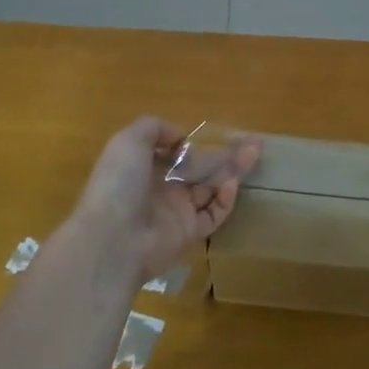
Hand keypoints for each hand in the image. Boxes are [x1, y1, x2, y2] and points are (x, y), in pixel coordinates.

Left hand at [69, 118, 261, 284]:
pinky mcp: (190, 233)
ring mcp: (176, 212)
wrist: (113, 239)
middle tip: (253, 142)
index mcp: (144, 167)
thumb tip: (180, 136)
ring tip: (255, 153)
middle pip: (200, 168)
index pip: (175, 152)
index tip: (216, 132)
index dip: (195, 142)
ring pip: (211, 188)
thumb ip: (154, 128)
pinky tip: (232, 184)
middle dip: (225, 154)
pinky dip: (225, 199)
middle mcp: (161, 189)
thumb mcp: (128, 141)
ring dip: (233, 171)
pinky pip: (214, 214)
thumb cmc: (118, 184)